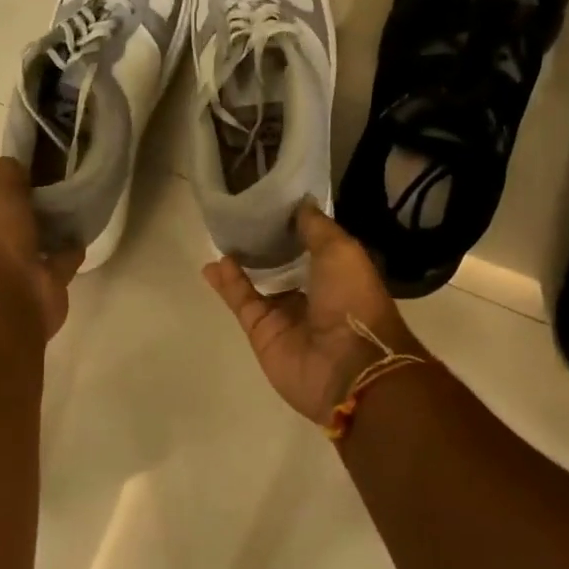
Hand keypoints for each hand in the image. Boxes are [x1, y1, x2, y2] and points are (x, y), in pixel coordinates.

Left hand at [0, 158, 83, 339]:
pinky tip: (82, 234)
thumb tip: (16, 165)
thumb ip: (6, 173)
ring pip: (33, 248)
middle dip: (25, 217)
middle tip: (53, 194)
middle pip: (8, 230)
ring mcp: (12, 277)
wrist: (11, 297)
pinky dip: (68, 252)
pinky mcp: (41, 290)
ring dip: (49, 235)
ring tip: (72, 212)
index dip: (1, 196)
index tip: (25, 181)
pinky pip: (58, 264)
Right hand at [203, 200, 424, 424]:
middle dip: (268, 245)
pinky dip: (229, 282)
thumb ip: (316, 227)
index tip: (275, 202)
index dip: (296, 226)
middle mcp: (314, 296)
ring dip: (243, 263)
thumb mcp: (341, 251)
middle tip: (245, 218)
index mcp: (340, 276)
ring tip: (224, 236)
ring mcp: (286, 316)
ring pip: (259, 284)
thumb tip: (300, 202)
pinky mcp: (262, 332)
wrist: (347, 365)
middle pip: (285, 266)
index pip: (315, 247)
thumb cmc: (353, 300)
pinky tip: (216, 262)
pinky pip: (242, 301)